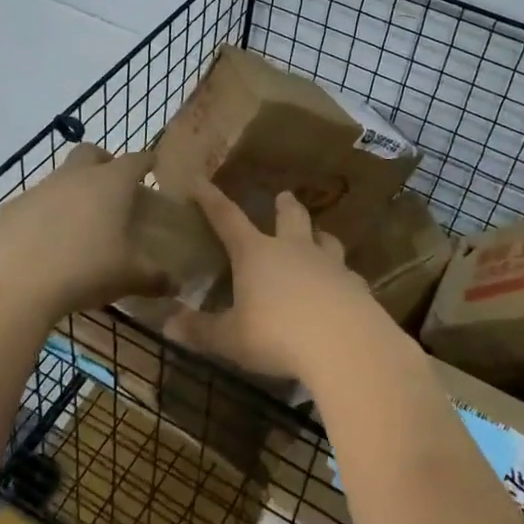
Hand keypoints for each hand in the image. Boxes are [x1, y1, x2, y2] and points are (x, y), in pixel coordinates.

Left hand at [0, 144, 169, 326]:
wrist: (14, 285)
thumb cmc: (84, 271)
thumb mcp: (128, 278)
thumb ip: (155, 278)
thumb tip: (176, 285)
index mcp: (111, 184)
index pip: (135, 160)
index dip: (146, 161)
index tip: (152, 164)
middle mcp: (75, 176)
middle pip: (92, 152)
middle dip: (105, 161)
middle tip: (113, 185)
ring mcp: (39, 189)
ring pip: (60, 176)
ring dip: (72, 189)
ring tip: (78, 222)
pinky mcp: (11, 208)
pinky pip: (33, 203)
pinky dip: (43, 214)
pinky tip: (44, 242)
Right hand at [164, 179, 391, 382]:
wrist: (344, 343)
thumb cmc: (277, 335)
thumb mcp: (231, 338)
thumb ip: (201, 331)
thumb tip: (168, 325)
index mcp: (256, 254)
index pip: (227, 219)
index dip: (211, 200)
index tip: (199, 181)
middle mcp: (293, 250)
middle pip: (290, 217)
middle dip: (285, 205)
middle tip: (285, 196)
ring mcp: (329, 264)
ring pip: (325, 239)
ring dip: (319, 234)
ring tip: (320, 235)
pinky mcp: (355, 286)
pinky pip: (347, 273)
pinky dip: (342, 275)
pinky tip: (344, 285)